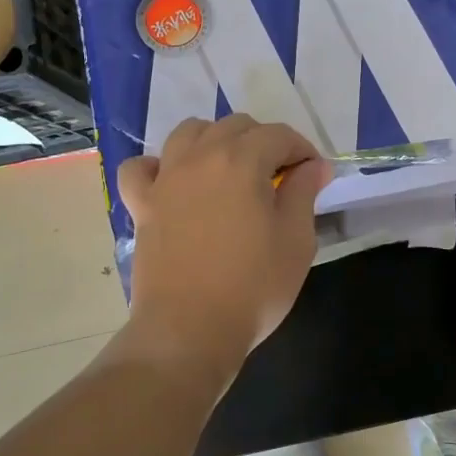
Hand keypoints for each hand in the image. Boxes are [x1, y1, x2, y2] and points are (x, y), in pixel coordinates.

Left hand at [117, 115, 329, 385]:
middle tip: (279, 177)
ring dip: (214, 140)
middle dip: (263, 142)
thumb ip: (304, 193)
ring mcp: (165, 179)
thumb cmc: (252, 287)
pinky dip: (158, 166)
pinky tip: (173, 182)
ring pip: (188, 133)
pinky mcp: (142, 204)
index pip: (278, 135)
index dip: (302, 149)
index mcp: (241, 161)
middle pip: (234, 126)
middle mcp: (200, 157)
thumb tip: (313, 166)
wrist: (189, 330)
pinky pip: (142, 168)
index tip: (314, 175)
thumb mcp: (296, 241)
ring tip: (230, 170)